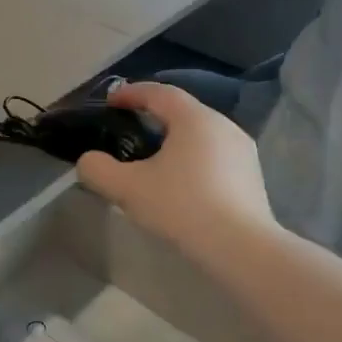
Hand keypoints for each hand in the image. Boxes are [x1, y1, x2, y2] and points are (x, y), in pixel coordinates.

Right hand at [75, 83, 275, 255]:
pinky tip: (181, 184)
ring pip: (201, 135)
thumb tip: (89, 161)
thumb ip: (98, 169)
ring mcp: (243, 152)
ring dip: (175, 140)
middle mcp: (223, 125)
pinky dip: (193, 160)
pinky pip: (215, 156)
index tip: (111, 102)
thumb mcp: (128, 188)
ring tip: (153, 159)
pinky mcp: (252, 178)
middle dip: (154, 116)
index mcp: (194, 118)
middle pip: (182, 111)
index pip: (159, 92)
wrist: (242, 249)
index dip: (131, 93)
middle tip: (130, 129)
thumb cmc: (182, 206)